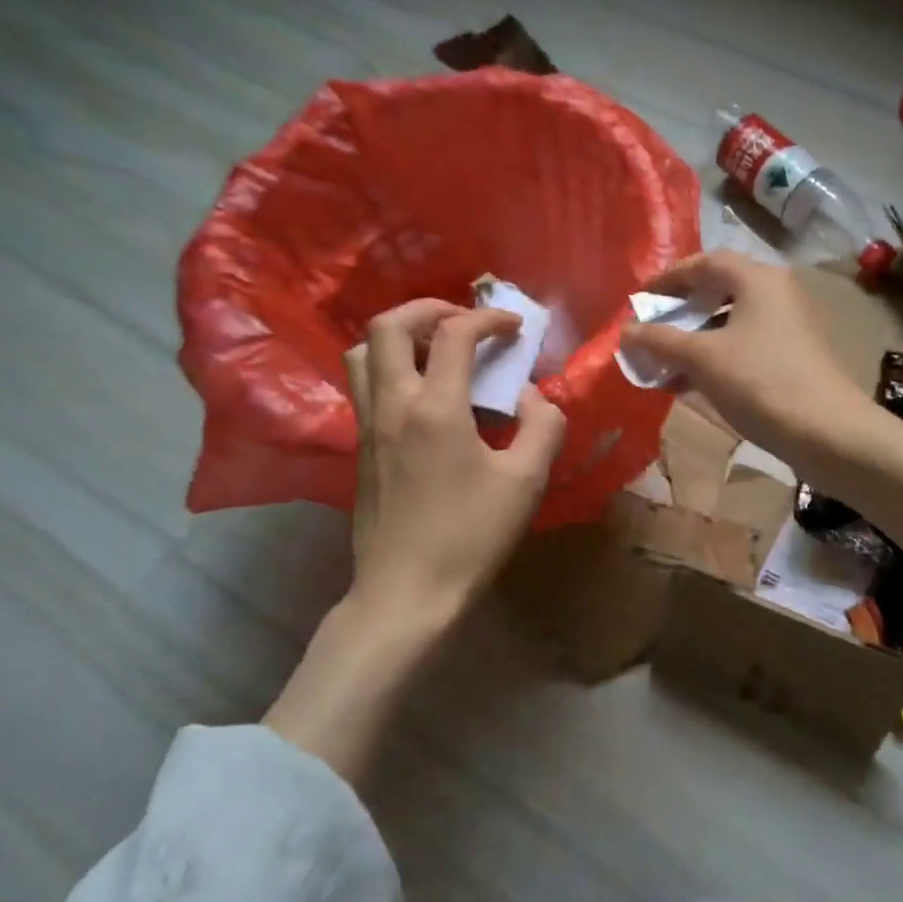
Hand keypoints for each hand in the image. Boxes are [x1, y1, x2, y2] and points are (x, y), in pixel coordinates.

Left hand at [265, 299, 565, 778]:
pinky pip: (364, 383)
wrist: (406, 593)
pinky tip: (425, 393)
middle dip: (430, 308)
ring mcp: (368, 425)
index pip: (455, 333)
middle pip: (388, 326)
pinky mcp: (360, 447)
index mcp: (435, 408)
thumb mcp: (526, 481)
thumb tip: (532, 396)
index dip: (489, 318)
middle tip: (465, 321)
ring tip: (437, 348)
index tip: (516, 327)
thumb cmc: (470, 537)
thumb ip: (542, 425)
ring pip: (362, 352)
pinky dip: (391, 365)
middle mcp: (392, 404)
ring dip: (400, 334)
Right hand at [619, 252, 879, 483]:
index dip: (668, 278)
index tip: (640, 299)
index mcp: (758, 278)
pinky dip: (716, 357)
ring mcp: (789, 325)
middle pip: (720, 289)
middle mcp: (777, 292)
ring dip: (696, 338)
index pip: (705, 262)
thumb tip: (625, 330)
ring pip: (731, 322)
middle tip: (652, 328)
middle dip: (681, 310)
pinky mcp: (794, 356)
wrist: (827, 432)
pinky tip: (691, 384)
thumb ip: (660, 340)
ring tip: (664, 362)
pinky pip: (745, 345)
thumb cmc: (760, 382)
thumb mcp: (702, 359)